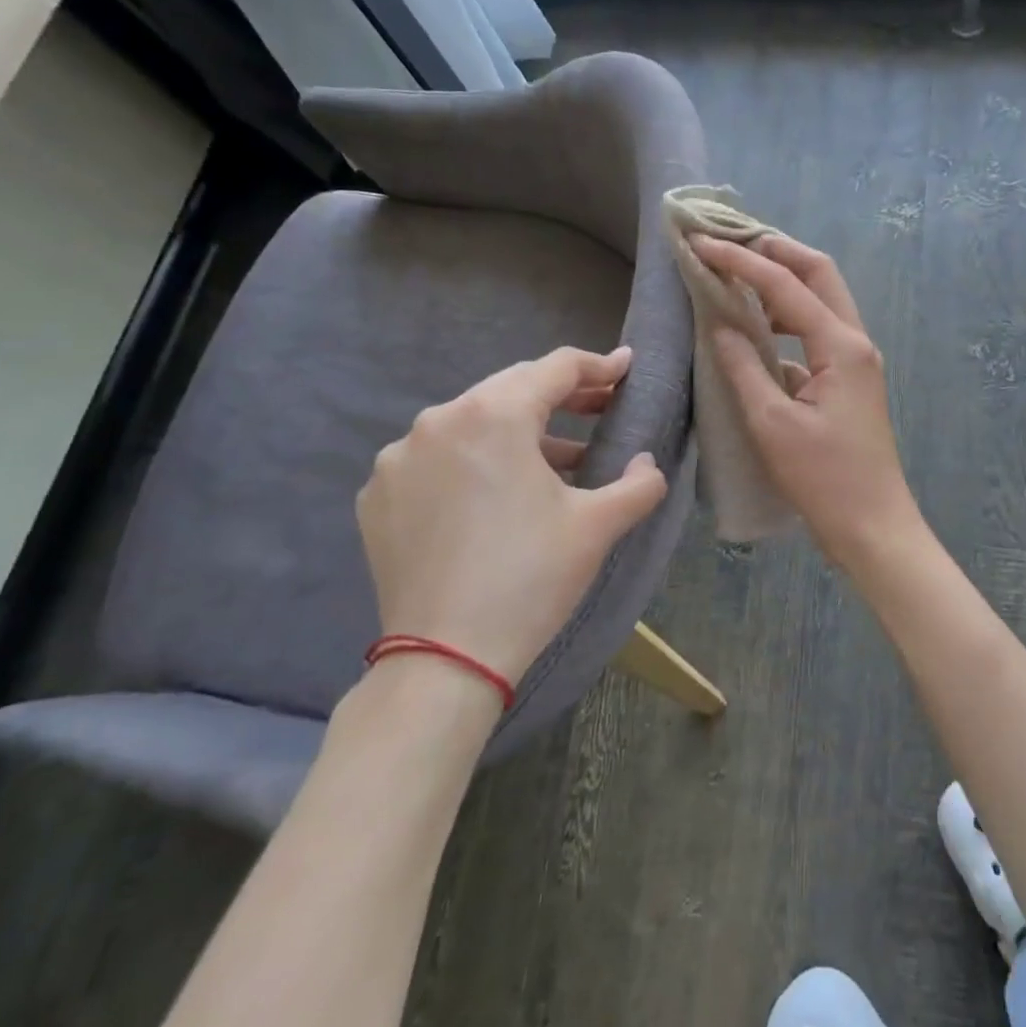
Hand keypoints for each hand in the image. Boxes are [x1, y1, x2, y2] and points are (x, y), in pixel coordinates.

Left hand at [356, 346, 668, 684]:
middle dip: (561, 396)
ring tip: (557, 461)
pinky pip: (437, 458)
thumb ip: (639, 482)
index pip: (556, 368)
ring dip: (518, 432)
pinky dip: (473, 462)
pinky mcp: (378, 494)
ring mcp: (400, 457)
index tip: (625, 368)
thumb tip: (647, 462)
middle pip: (511, 388)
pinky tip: (495, 495)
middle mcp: (439, 420)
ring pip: (472, 423)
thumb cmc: (532, 578)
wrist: (446, 660)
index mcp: (494, 415)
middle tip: (600, 408)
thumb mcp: (599, 525)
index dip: (598, 366)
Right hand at [691, 234, 921, 569]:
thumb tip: (719, 323)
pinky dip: (788, 317)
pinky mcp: (849, 379)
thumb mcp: (772, 423)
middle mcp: (855, 341)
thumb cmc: (823, 479)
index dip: (742, 260)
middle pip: (819, 273)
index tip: (702, 243)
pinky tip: (757, 326)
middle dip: (776, 250)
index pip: (787, 285)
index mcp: (841, 345)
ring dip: (784, 281)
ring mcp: (856, 360)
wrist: (872, 525)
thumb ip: (743, 366)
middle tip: (732, 240)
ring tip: (738, 273)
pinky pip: (818, 330)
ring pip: (822, 299)